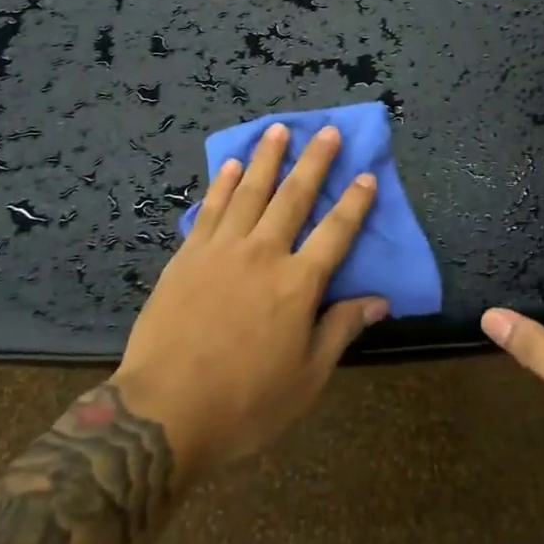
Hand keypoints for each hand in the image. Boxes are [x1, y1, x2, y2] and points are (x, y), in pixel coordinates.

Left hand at [113, 122, 387, 475]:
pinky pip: (210, 210)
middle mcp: (264, 254)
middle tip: (326, 130)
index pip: (337, 233)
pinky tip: (230, 166)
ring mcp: (222, 250)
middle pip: (294, 197)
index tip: (367, 175)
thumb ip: (341, 330)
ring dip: (267, 159)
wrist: (163, 413)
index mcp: (298, 285)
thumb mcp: (307, 379)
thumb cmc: (245, 403)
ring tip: (278, 130)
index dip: (355, 203)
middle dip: (314, 161)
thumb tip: (380, 300)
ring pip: (250, 192)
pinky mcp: (187, 257)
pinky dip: (222, 185)